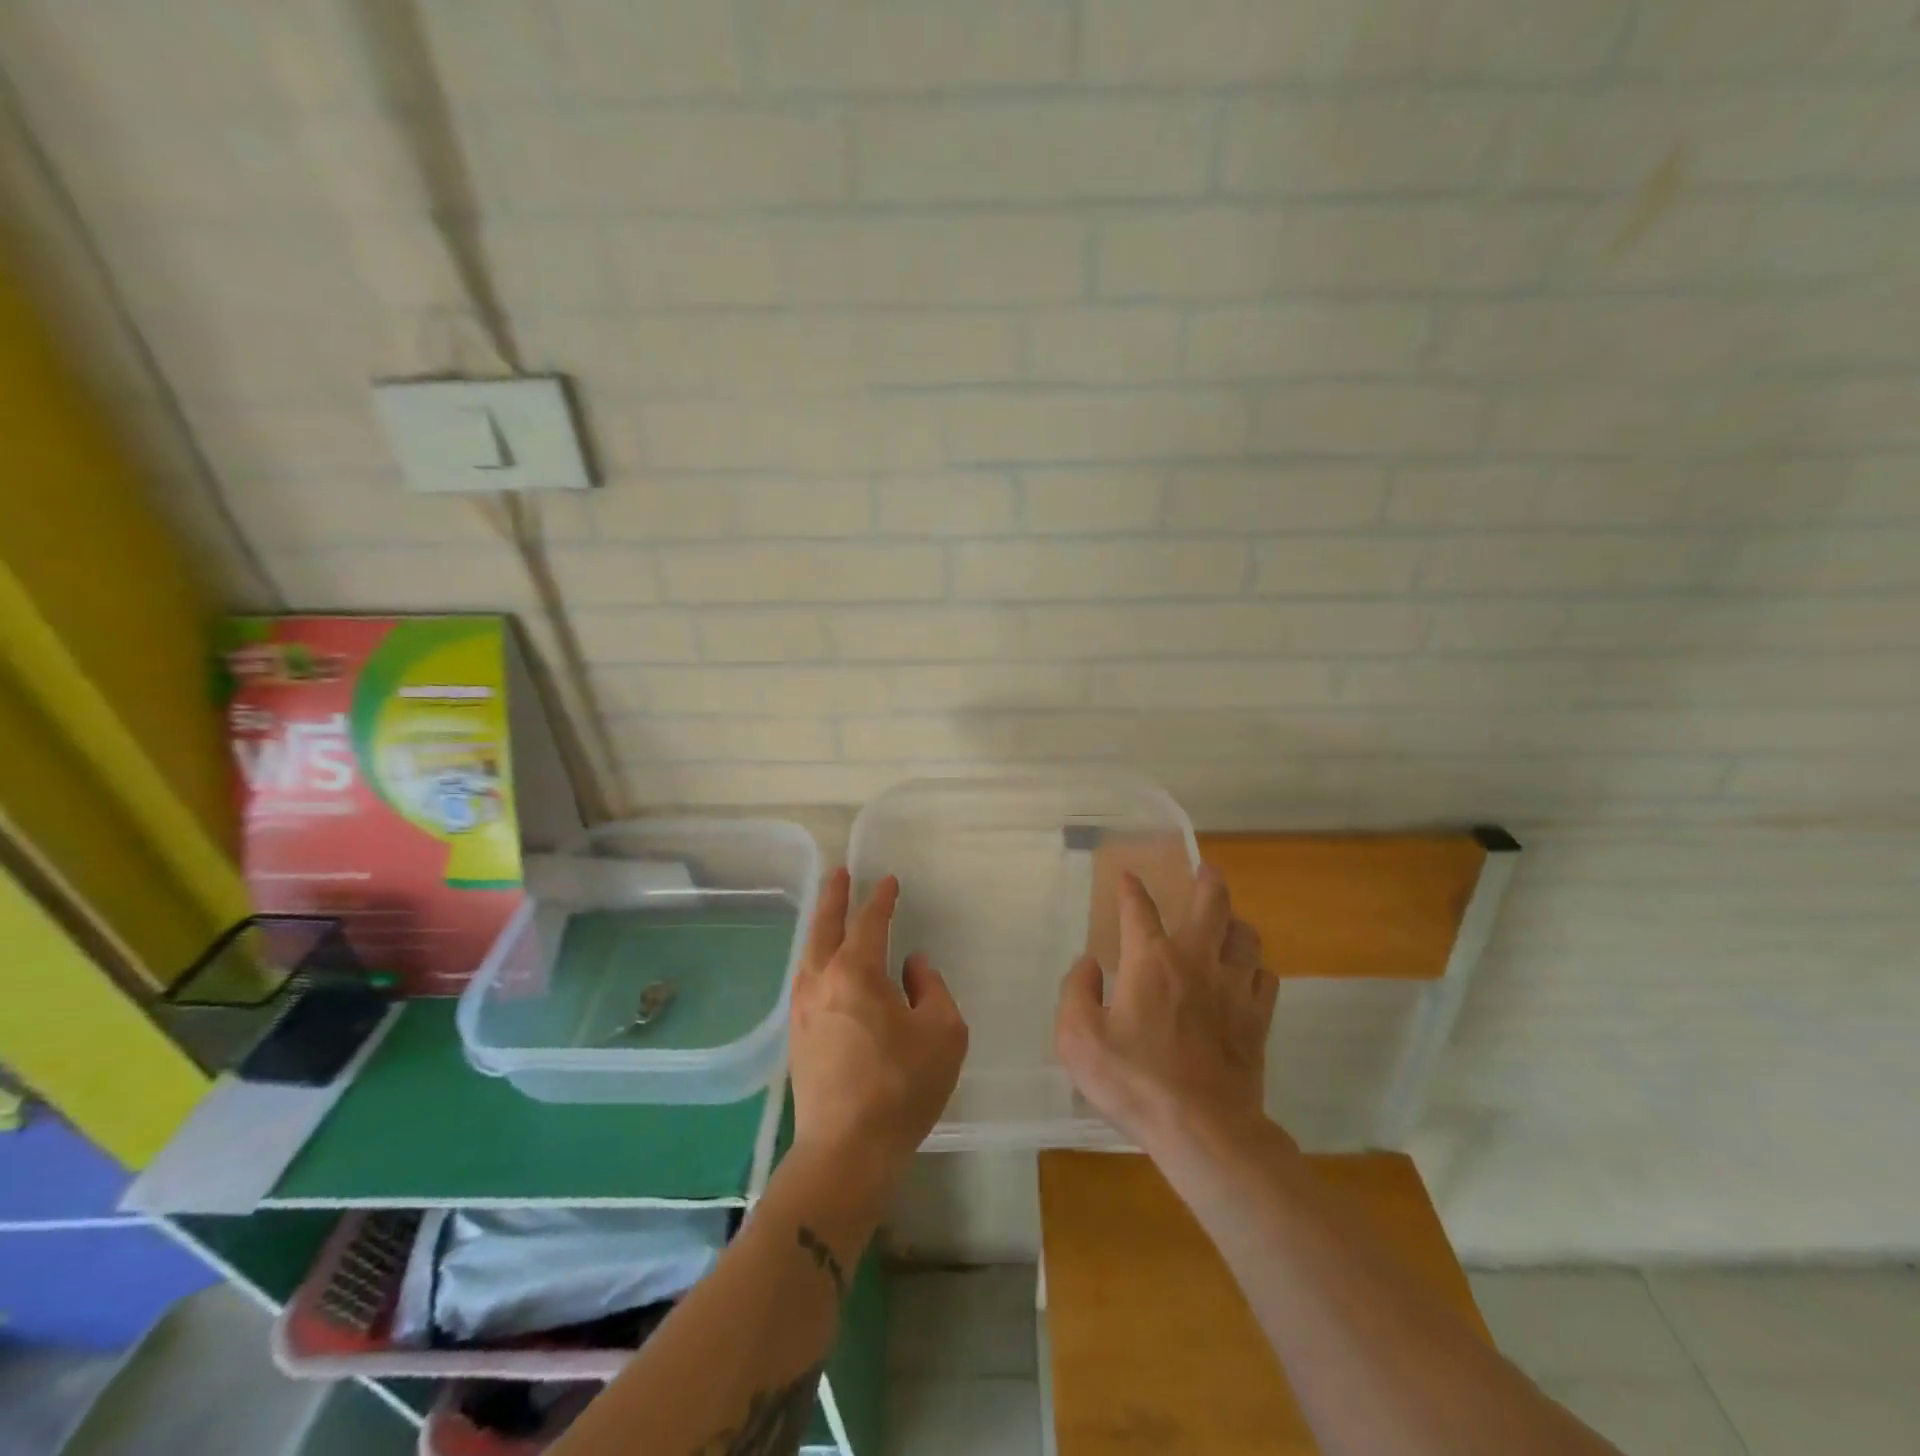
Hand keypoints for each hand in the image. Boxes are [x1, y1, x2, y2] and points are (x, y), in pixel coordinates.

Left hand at [789, 869, 968, 1190]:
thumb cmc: (902, 1086)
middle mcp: (823, 980)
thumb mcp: (942, 1032)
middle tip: (840, 873)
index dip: (881, 899)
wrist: (847, 1149)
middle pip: (825, 926)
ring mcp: (804, 1009)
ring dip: (821, 925)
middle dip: (835, 897)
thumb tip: (912, 966)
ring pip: (809, 953)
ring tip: (829, 911)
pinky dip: (814, 957)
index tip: (889, 882)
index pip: (870, 922)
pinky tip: (821, 964)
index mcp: (857, 972)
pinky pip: (805, 979)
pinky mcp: (798, 1035)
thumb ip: (930, 988)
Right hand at [1055, 864, 1275, 1153]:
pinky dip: (1256, 969)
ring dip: (1236, 924)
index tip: (1128, 876)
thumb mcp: (1079, 1038)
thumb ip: (1076, 992)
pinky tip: (1247, 977)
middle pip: (1212, 904)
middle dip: (1208, 881)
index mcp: (1151, 960)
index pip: (1140, 908)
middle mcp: (1196, 961)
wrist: (1203, 1130)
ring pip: (1247, 937)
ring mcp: (1235, 988)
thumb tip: (1088, 964)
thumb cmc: (1134, 1081)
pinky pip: (1266, 978)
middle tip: (1206, 871)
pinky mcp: (1259, 1019)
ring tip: (1228, 925)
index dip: (1132, 888)